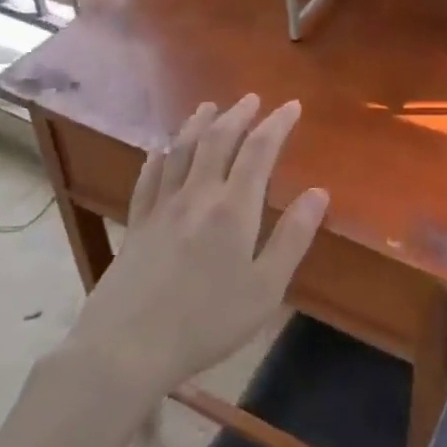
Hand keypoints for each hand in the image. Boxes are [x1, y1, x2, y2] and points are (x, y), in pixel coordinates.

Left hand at [66, 95, 326, 394]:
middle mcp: (197, 196)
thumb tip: (319, 193)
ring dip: (198, 124)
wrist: (127, 347)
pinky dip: (159, 157)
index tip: (291, 106)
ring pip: (181, 151)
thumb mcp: (265, 289)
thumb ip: (292, 238)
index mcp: (233, 209)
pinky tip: (160, 150)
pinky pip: (148, 178)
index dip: (277, 124)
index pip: (259, 151)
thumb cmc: (207, 322)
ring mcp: (161, 207)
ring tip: (209, 107)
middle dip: (238, 115)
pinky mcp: (136, 223)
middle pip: (217, 141)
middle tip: (252, 99)